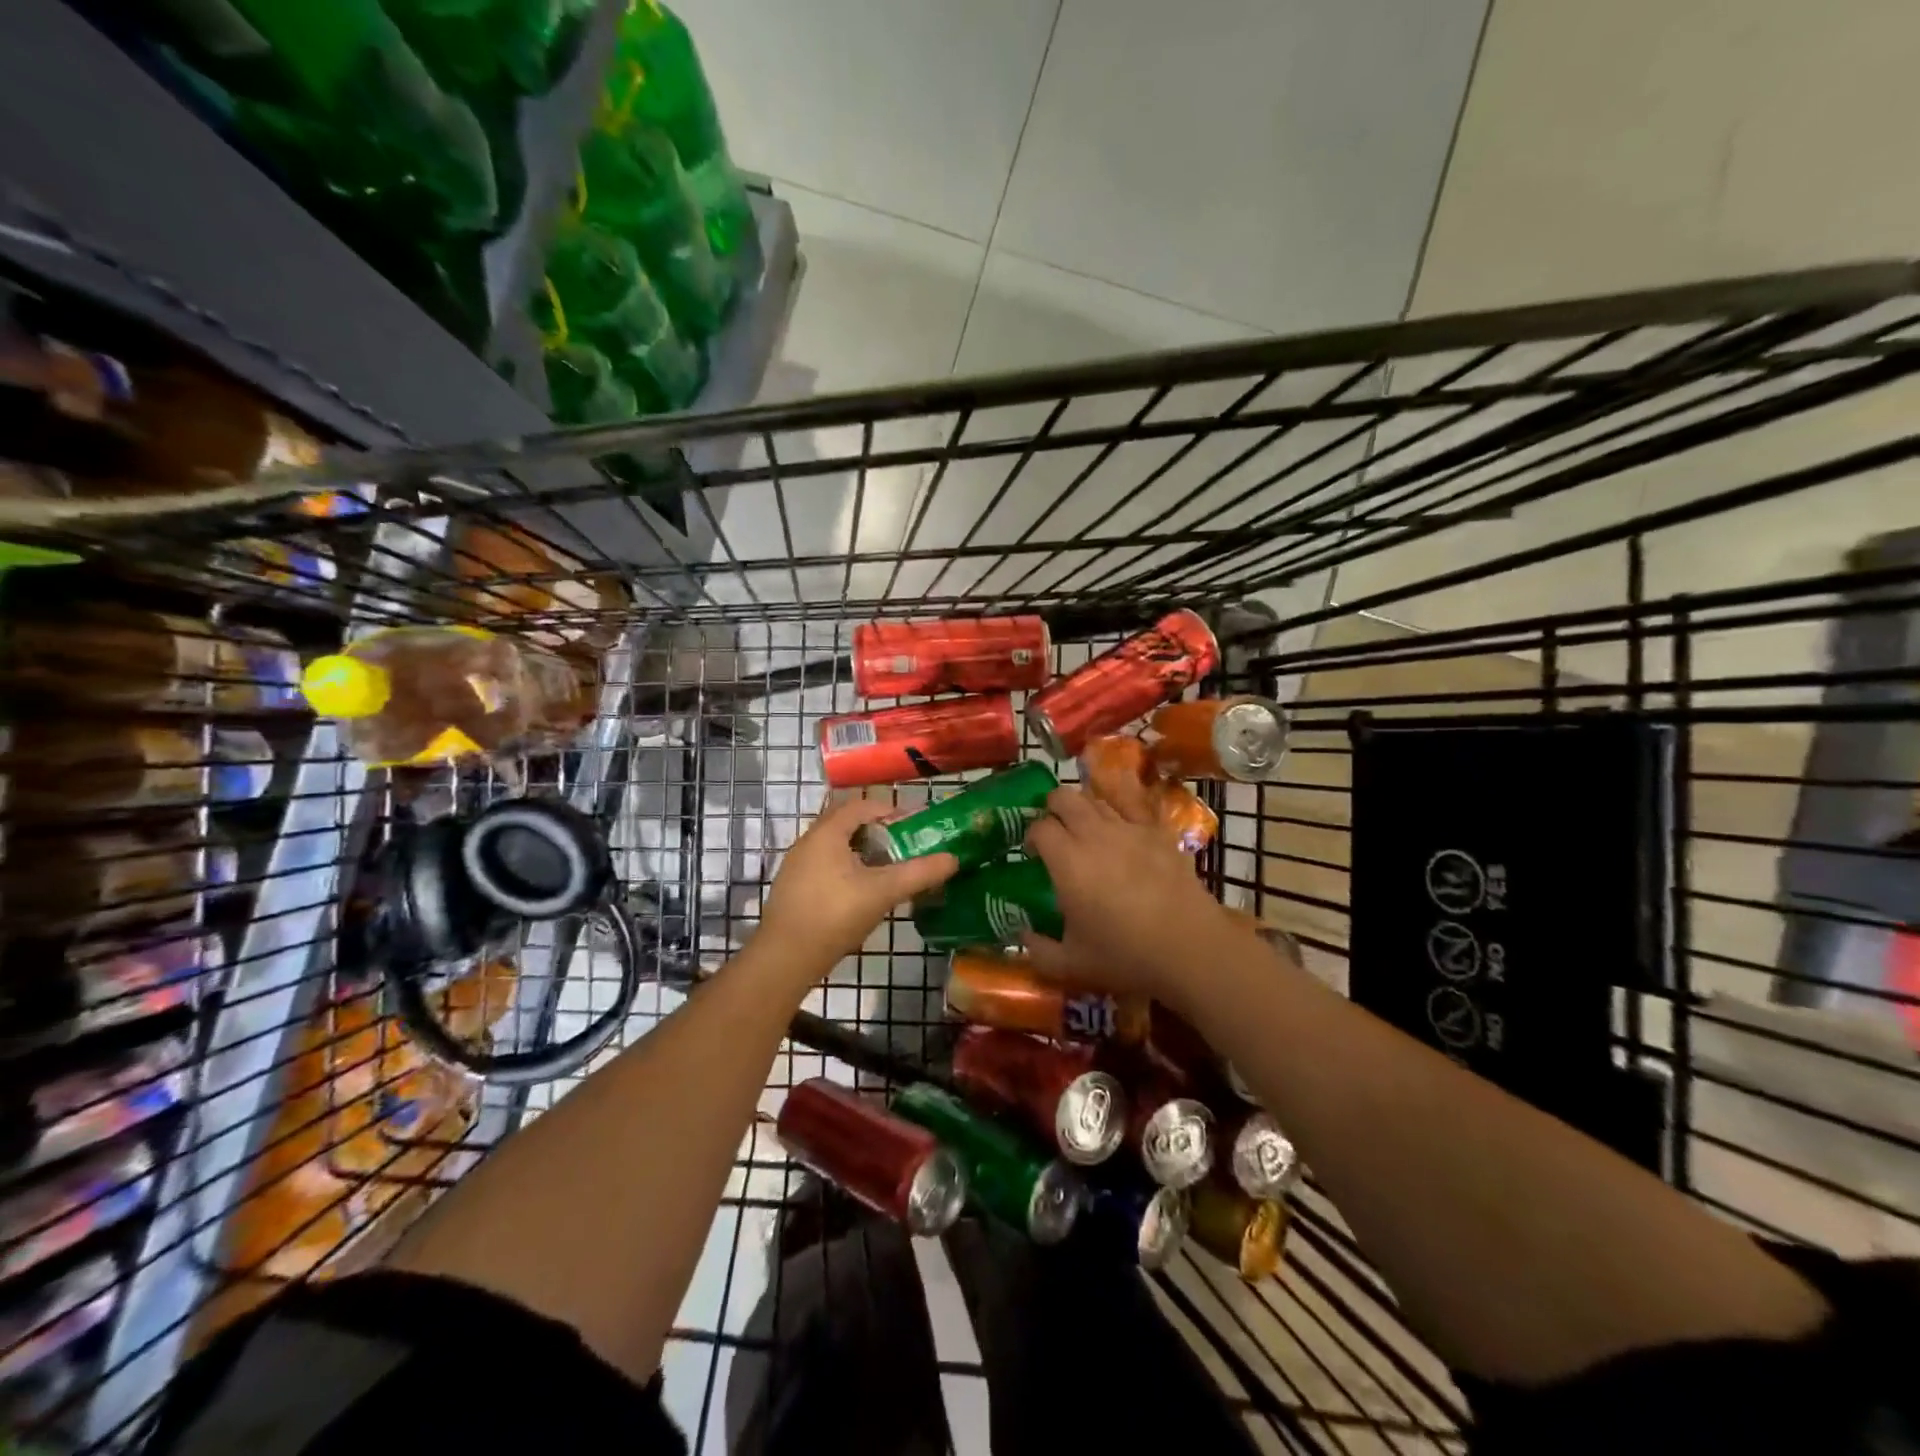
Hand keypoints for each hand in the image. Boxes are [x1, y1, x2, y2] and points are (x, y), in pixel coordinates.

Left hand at [759, 797, 958, 975]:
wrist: (785, 958)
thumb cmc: (835, 915)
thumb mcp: (883, 892)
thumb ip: (919, 873)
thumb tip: (953, 859)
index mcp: (827, 833)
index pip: (861, 806)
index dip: (889, 810)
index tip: (914, 825)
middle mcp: (808, 841)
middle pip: (846, 823)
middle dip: (876, 830)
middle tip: (903, 846)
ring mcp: (797, 865)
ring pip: (835, 846)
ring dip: (861, 851)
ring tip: (887, 869)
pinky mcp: (793, 888)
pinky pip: (824, 865)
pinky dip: (846, 868)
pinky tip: (861, 892)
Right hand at [1021, 785, 1245, 1007]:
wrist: (1189, 947)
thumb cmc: (1125, 955)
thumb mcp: (1071, 965)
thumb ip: (1038, 950)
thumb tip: (1023, 936)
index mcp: (1067, 861)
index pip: (1040, 827)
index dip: (1031, 835)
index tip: (1033, 853)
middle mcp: (1094, 834)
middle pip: (1064, 797)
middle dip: (1052, 807)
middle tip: (1054, 829)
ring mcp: (1129, 828)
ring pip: (1097, 798)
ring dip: (1084, 807)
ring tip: (1085, 827)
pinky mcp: (1159, 832)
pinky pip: (1135, 804)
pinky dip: (1121, 803)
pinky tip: (1120, 817)